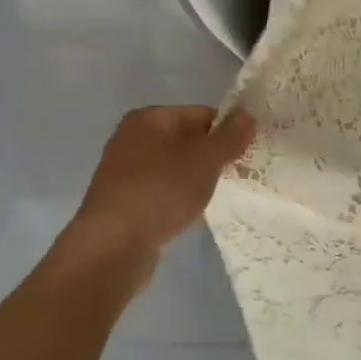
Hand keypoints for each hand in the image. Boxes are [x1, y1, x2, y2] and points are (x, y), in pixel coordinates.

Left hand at [60, 106, 255, 267]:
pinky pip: (161, 187)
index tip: (244, 156)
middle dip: (212, 157)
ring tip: (209, 197)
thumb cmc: (162, 191)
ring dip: (196, 178)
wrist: (112, 246)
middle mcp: (132, 136)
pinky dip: (177, 196)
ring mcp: (124, 169)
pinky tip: (185, 212)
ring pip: (175, 165)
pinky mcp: (122, 198)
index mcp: (150, 117)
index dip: (228, 133)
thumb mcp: (206, 159)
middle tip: (233, 177)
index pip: (203, 114)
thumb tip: (248, 115)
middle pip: (188, 139)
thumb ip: (231, 136)